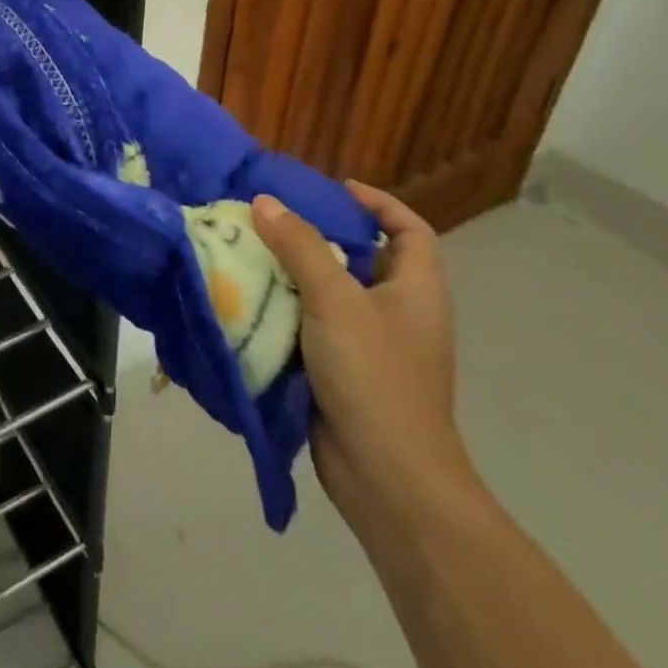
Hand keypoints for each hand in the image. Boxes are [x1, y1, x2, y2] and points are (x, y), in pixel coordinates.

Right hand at [251, 182, 478, 546]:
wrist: (387, 479)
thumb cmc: (374, 376)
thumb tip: (265, 201)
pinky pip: (313, 327)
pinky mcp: (343, 373)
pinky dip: (286, 310)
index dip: (378, 203)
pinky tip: (250, 299)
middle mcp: (399, 313)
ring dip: (295, 273)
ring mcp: (372, 346)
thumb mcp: (335, 300)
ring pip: (331, 294)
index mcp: (416, 290)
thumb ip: (300, 245)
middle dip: (320, 235)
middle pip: (363, 258)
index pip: (409, 230)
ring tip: (250, 250)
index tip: (332, 189)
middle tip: (273, 217)